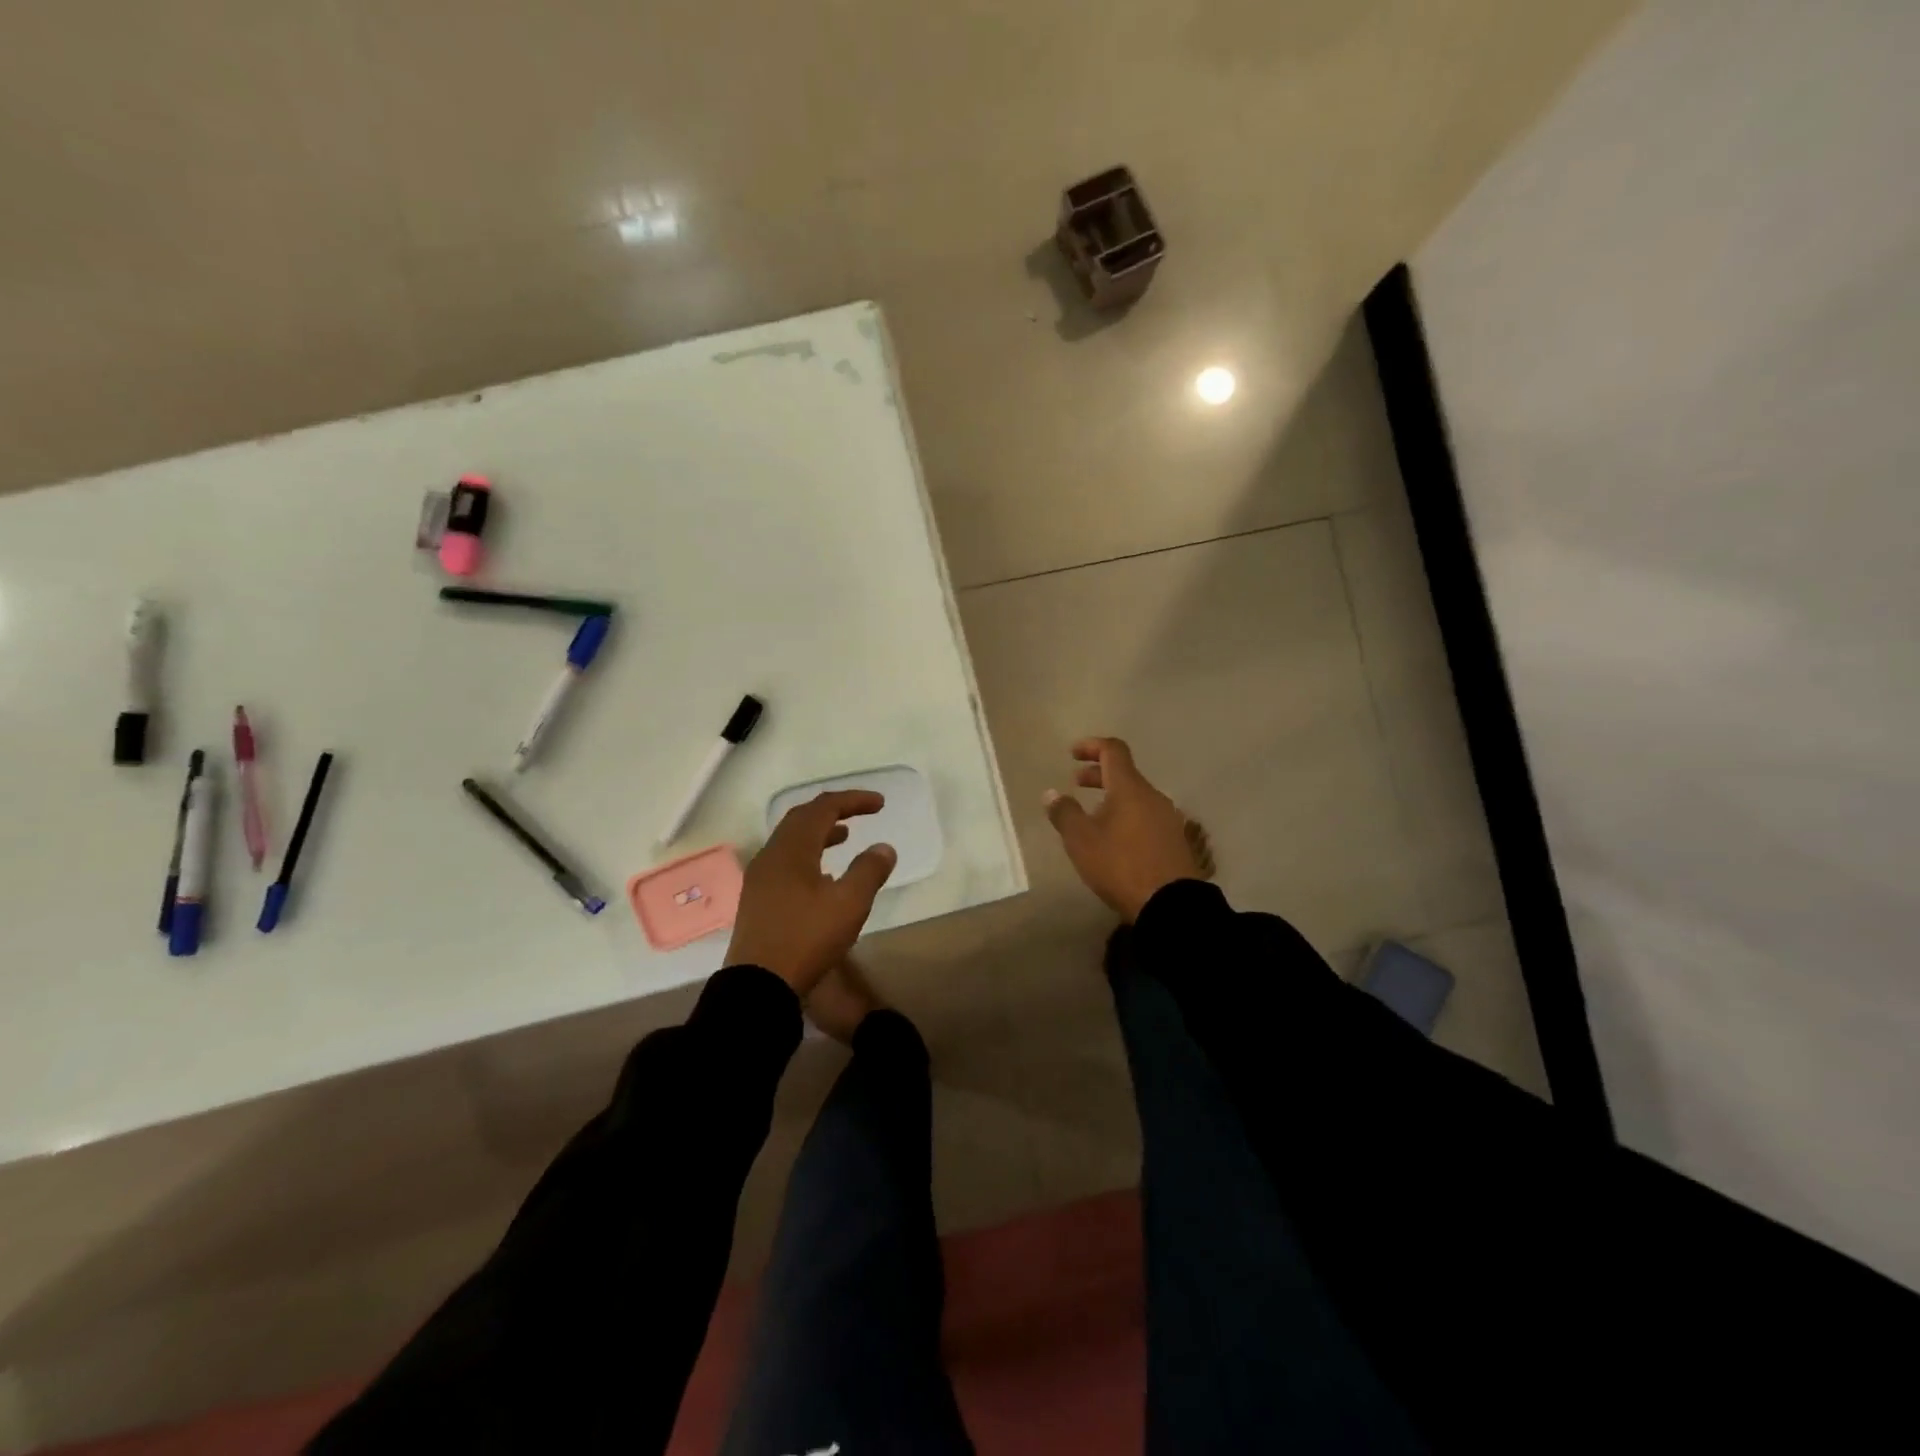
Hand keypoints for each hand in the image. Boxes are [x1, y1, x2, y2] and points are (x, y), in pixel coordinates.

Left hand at [727, 790, 896, 995]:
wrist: (759, 985)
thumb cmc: (807, 938)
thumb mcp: (850, 904)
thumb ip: (869, 870)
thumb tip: (883, 847)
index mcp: (793, 848)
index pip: (823, 808)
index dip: (853, 800)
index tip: (880, 804)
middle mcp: (772, 855)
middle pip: (802, 818)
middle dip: (834, 810)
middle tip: (861, 813)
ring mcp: (760, 877)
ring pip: (791, 840)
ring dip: (819, 832)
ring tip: (844, 837)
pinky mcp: (758, 898)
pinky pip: (785, 861)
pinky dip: (808, 854)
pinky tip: (823, 875)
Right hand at [1044, 737, 1205, 921]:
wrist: (1171, 904)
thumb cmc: (1120, 865)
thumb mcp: (1081, 841)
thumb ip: (1064, 813)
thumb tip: (1051, 793)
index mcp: (1130, 788)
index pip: (1113, 750)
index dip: (1092, 746)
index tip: (1072, 754)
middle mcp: (1152, 796)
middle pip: (1125, 773)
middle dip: (1098, 774)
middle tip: (1076, 783)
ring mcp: (1167, 818)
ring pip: (1136, 796)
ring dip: (1112, 797)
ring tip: (1092, 815)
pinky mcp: (1174, 840)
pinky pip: (1145, 815)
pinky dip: (1126, 814)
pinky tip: (1114, 838)